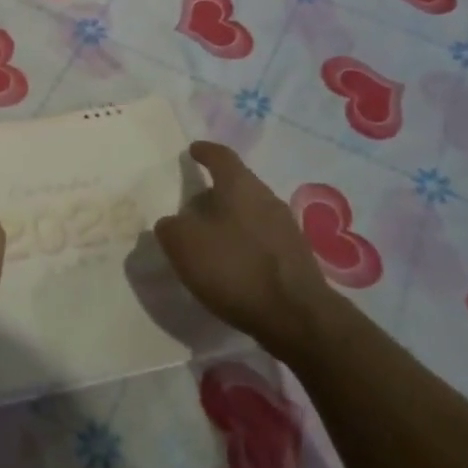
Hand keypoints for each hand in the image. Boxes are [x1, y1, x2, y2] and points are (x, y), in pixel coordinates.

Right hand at [154, 141, 332, 355]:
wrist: (297, 317)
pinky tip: (233, 265)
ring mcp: (286, 228)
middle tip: (193, 205)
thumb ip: (170, 228)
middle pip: (238, 185)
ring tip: (210, 239)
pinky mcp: (296, 257)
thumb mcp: (184, 246)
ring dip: (231, 220)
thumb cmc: (235, 268)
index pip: (222, 157)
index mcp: (240, 186)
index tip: (193, 150)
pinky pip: (263, 239)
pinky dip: (245, 244)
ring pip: (252, 212)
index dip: (205, 152)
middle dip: (216, 191)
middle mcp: (267, 198)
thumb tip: (172, 223)